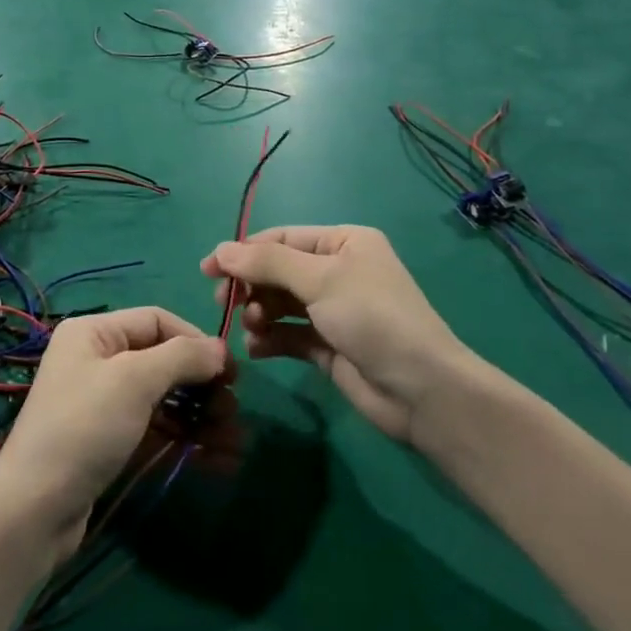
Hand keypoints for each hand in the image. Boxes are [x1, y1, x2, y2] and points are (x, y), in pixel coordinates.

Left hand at [0, 308, 226, 557]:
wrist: (36, 509)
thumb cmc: (85, 427)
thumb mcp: (134, 380)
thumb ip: (181, 358)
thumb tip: (219, 349)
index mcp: (95, 332)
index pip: (157, 321)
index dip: (196, 341)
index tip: (232, 372)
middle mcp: (98, 360)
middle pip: (164, 361)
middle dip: (203, 386)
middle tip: (234, 412)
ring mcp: (105, 403)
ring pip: (165, 399)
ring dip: (202, 418)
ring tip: (234, 443)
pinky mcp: (111, 441)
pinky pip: (157, 429)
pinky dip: (186, 440)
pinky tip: (218, 461)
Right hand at [204, 226, 477, 442]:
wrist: (422, 391)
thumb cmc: (373, 318)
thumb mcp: (320, 280)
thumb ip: (267, 263)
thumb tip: (220, 250)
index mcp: (344, 243)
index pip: (282, 239)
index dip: (244, 252)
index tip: (208, 270)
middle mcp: (338, 272)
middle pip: (278, 271)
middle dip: (251, 286)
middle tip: (224, 303)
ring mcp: (333, 311)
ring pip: (280, 304)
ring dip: (259, 313)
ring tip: (253, 327)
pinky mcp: (329, 347)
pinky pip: (288, 335)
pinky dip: (270, 339)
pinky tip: (257, 349)